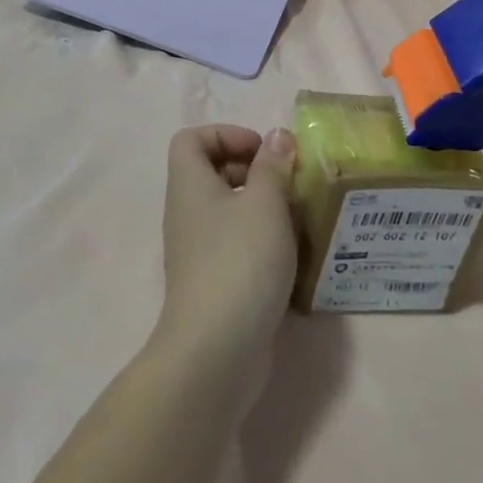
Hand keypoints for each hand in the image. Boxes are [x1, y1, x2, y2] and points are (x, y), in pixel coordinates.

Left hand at [157, 125, 298, 357]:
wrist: (218, 348)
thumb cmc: (240, 261)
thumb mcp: (265, 203)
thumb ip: (273, 166)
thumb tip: (278, 137)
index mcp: (189, 185)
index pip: (191, 139)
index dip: (226, 134)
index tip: (263, 152)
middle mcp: (186, 213)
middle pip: (210, 171)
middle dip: (250, 168)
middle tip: (286, 182)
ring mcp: (197, 250)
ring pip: (226, 209)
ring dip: (261, 205)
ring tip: (296, 216)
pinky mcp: (213, 280)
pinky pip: (234, 242)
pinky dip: (260, 239)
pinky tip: (290, 254)